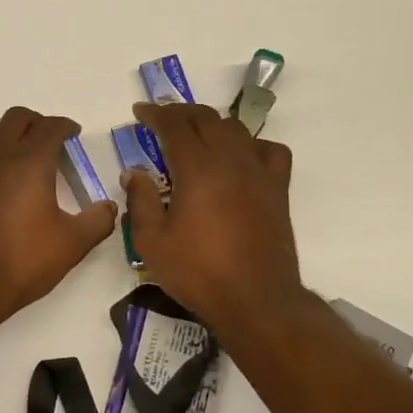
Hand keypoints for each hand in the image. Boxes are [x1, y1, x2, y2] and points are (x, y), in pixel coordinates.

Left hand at [0, 107, 117, 324]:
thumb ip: (97, 221)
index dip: (65, 126)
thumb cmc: (21, 262)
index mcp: (30, 162)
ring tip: (19, 157)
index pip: (50, 127)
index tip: (74, 134)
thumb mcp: (71, 245)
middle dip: (36, 123)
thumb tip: (109, 207)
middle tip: (49, 141)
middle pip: (16, 118)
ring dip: (7, 136)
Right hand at [123, 102, 302, 336]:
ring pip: (236, 129)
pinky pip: (269, 150)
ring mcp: (259, 173)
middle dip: (181, 113)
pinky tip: (241, 158)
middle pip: (206, 119)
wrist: (256, 300)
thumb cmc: (198, 272)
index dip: (155, 114)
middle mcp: (231, 160)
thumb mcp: (152, 242)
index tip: (140, 112)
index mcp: (198, 169)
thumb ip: (140, 201)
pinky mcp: (278, 189)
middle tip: (162, 120)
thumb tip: (134, 173)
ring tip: (196, 135)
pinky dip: (252, 145)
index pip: (174, 125)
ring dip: (212, 124)